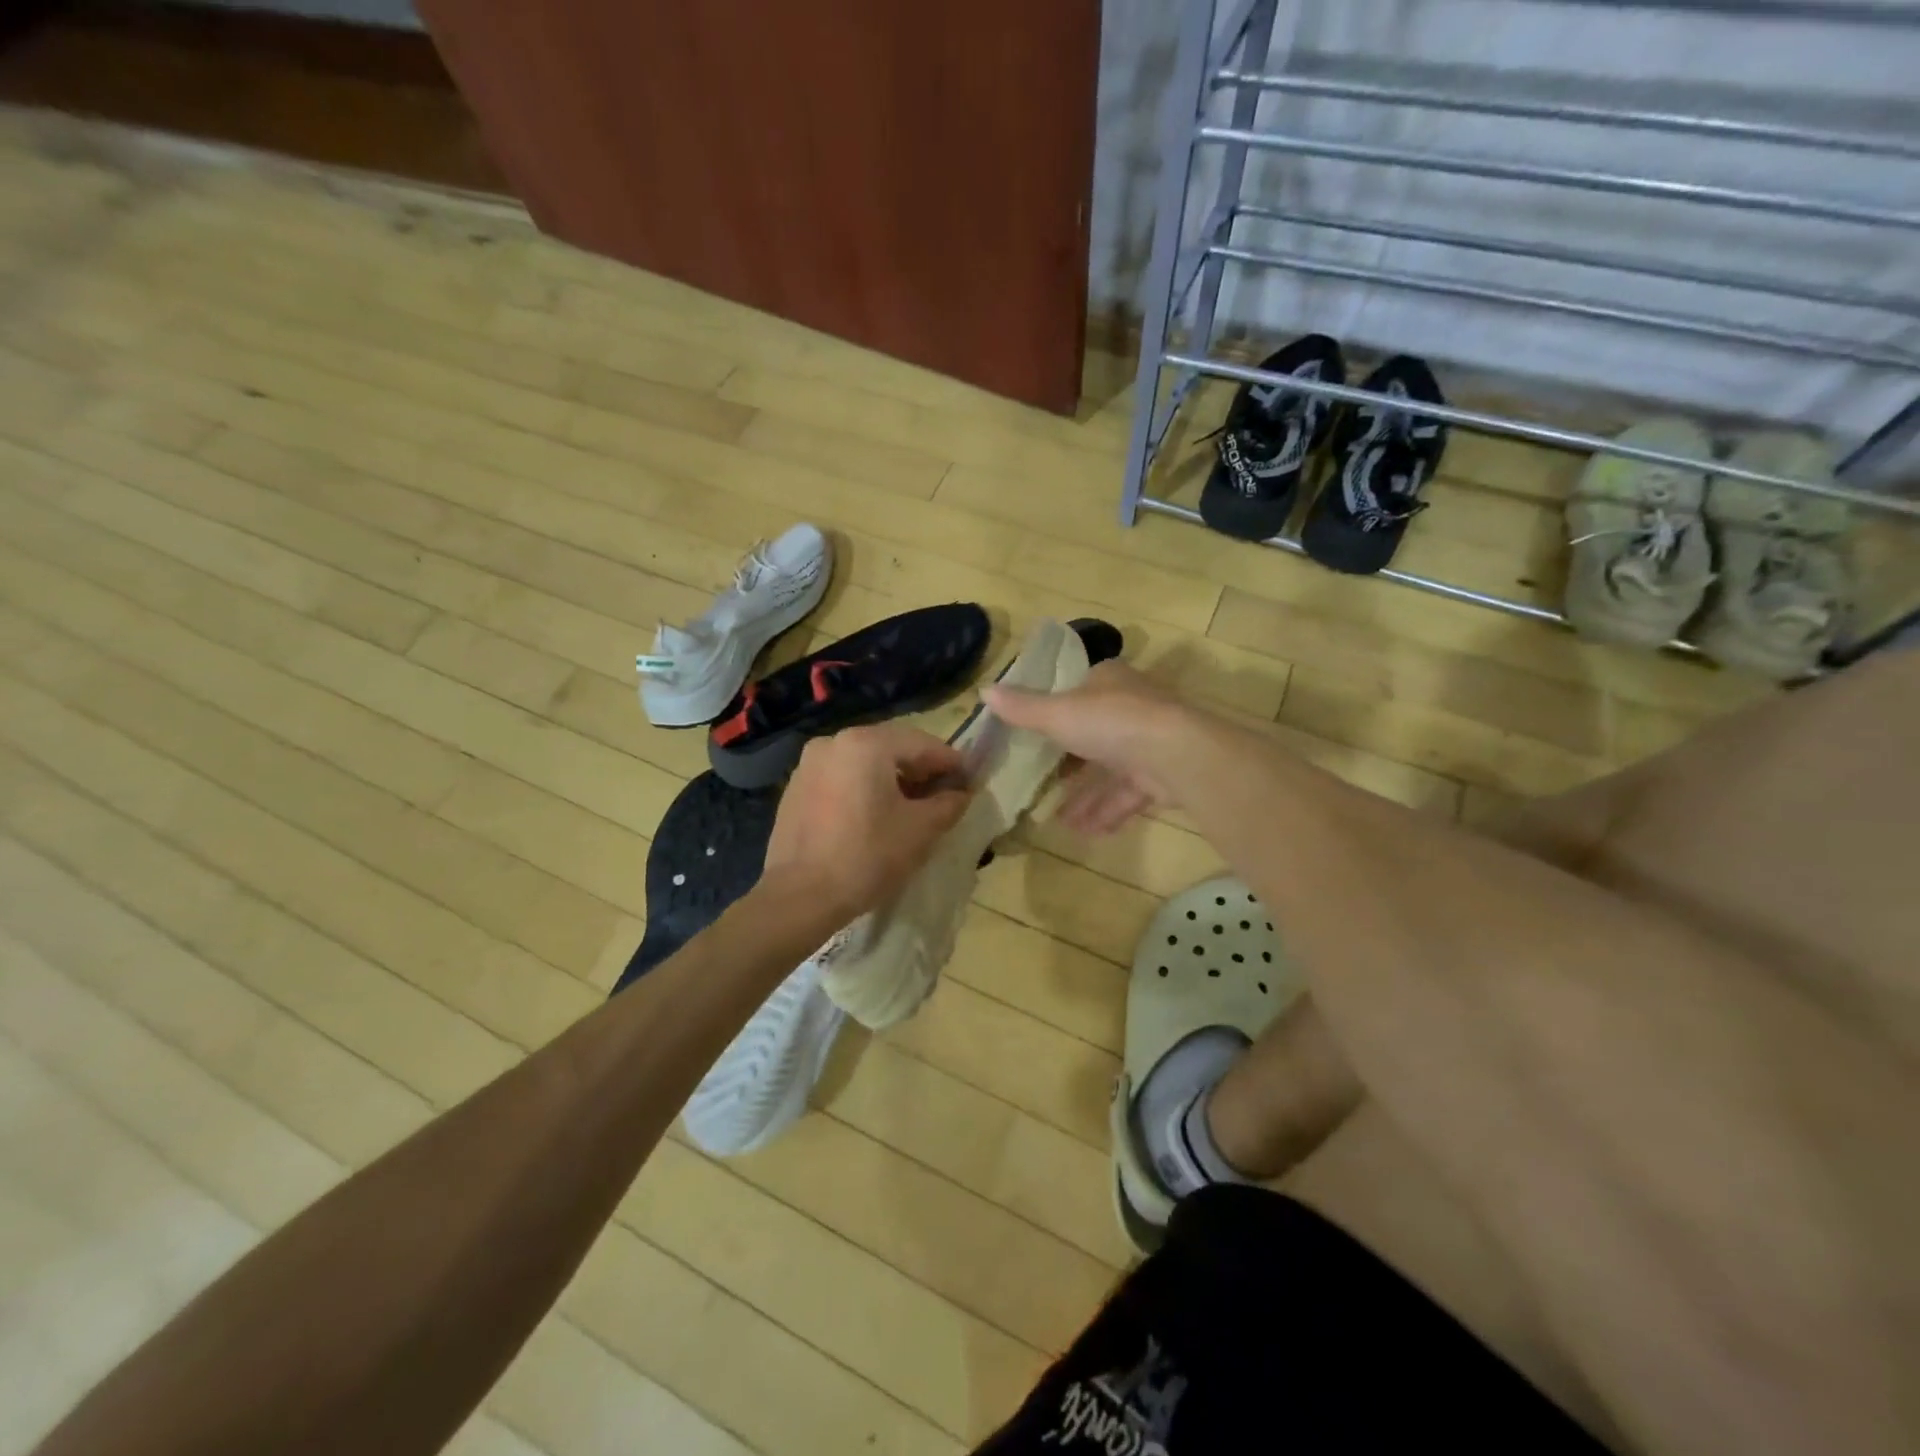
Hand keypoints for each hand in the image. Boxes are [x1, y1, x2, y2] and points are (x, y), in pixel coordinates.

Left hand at [761, 723, 972, 926]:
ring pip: (865, 762)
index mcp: (866, 743)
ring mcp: (809, 763)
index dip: (951, 763)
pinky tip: (875, 815)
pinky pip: (842, 777)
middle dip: (921, 769)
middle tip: (944, 795)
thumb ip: (948, 803)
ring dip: (892, 778)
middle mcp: (834, 742)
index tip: (971, 781)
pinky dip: (864, 788)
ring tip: (912, 807)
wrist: (800, 897)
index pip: (923, 744)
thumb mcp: (921, 830)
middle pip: (891, 748)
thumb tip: (962, 792)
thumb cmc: (867, 857)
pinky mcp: (796, 787)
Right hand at [984, 661, 1195, 834]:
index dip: (1057, 711)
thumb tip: (983, 690)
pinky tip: (1086, 833)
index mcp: (1108, 682)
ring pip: (1111, 770)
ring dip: (1086, 797)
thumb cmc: (1111, 722)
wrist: (1176, 755)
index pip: (1079, 690)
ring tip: (1059, 822)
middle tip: (1043, 784)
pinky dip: (1107, 812)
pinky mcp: (1163, 775)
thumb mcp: (1056, 713)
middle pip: (1094, 734)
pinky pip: (1128, 795)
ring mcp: (1149, 742)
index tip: (1036, 735)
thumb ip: (1022, 708)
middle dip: (1070, 764)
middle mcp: (1131, 707)